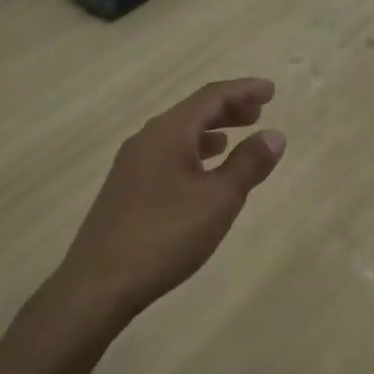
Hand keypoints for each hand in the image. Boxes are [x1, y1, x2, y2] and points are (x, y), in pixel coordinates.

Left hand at [56, 78, 286, 325]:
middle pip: (193, 112)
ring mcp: (132, 164)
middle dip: (228, 109)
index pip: (211, 96)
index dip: (243, 90)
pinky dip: (193, 154)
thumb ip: (248, 164)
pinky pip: (167, 155)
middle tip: (258, 112)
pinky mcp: (126, 189)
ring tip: (235, 139)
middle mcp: (147, 139)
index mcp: (168, 132)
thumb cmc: (165, 235)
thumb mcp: (218, 199)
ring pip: (178, 135)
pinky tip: (202, 174)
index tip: (271, 90)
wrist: (99, 283)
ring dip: (210, 132)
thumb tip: (274, 135)